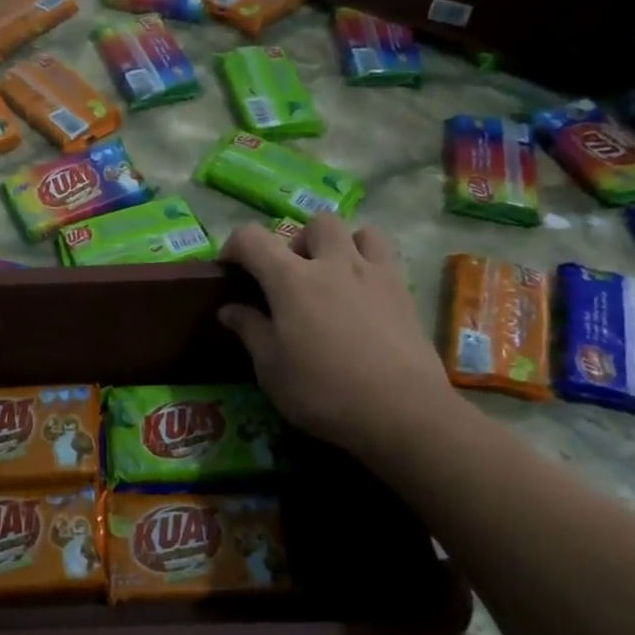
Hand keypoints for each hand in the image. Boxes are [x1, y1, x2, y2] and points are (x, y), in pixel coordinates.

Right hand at [217, 217, 458, 457]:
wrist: (399, 410)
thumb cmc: (322, 391)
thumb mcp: (271, 368)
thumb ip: (250, 331)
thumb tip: (230, 309)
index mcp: (291, 280)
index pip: (252, 239)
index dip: (235, 246)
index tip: (231, 269)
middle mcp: (333, 264)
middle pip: (315, 224)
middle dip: (298, 241)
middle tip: (292, 277)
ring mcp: (374, 274)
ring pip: (359, 231)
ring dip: (342, 244)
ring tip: (334, 277)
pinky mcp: (404, 292)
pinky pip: (386, 257)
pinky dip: (370, 264)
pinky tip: (364, 297)